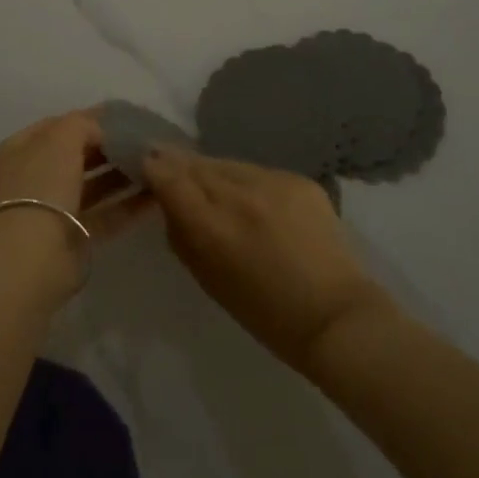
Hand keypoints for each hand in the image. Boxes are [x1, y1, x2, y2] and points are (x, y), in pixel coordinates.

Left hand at [0, 109, 150, 303]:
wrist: (32, 255)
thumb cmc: (42, 184)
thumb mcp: (61, 138)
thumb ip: (84, 124)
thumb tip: (104, 130)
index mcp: (21, 149)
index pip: (60, 126)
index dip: (90, 119)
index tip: (126, 117)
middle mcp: (35, 177)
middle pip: (77, 155)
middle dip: (109, 147)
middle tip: (145, 141)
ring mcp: (54, 209)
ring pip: (93, 185)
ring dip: (122, 175)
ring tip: (155, 165)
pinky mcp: (74, 237)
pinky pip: (106, 214)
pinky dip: (129, 205)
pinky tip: (157, 195)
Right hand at [142, 149, 388, 371]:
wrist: (334, 315)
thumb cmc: (263, 312)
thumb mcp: (206, 278)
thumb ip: (182, 233)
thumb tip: (169, 202)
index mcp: (212, 226)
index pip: (169, 176)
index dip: (153, 166)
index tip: (144, 162)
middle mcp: (239, 194)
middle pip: (196, 164)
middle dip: (178, 164)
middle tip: (166, 163)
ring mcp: (272, 182)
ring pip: (227, 163)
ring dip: (212, 171)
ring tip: (209, 184)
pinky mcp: (299, 179)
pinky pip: (258, 172)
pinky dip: (247, 182)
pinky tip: (252, 200)